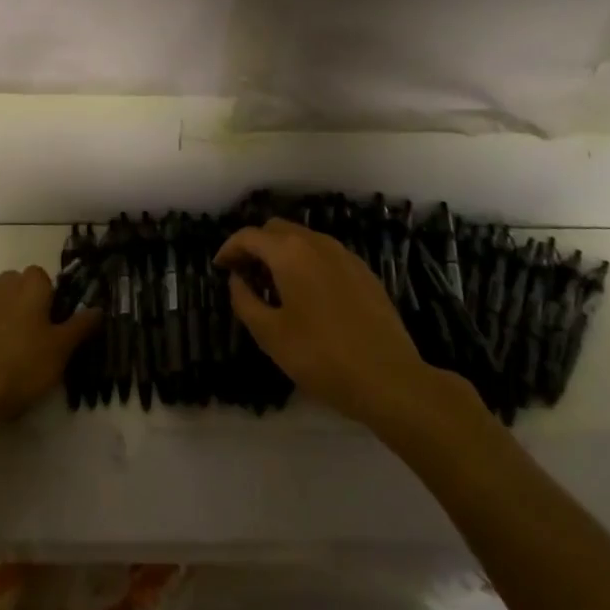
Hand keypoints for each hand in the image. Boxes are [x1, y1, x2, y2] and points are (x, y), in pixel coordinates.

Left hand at [0, 267, 100, 431]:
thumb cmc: (23, 366)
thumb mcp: (61, 350)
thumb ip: (80, 326)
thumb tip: (98, 308)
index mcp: (28, 287)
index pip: (41, 276)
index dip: (48, 295)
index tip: (52, 321)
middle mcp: (0, 287)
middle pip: (15, 284)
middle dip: (24, 301)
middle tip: (34, 335)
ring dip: (2, 315)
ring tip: (9, 349)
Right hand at [214, 219, 479, 433]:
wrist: (390, 379)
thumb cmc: (321, 357)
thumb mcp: (270, 334)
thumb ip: (245, 300)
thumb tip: (237, 279)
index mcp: (290, 252)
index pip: (249, 236)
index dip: (229, 248)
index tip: (220, 268)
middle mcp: (317, 243)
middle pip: (277, 230)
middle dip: (255, 246)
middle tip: (244, 275)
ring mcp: (345, 256)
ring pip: (303, 240)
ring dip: (282, 253)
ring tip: (274, 286)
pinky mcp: (364, 273)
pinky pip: (325, 255)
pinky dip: (307, 263)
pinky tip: (307, 294)